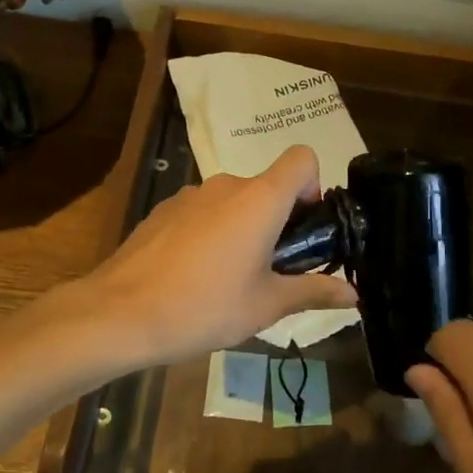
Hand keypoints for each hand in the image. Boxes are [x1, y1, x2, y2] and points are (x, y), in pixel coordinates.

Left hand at [85, 145, 357, 365]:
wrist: (118, 314)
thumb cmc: (204, 307)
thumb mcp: (266, 306)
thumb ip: (312, 292)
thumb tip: (354, 294)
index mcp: (260, 199)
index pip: (302, 158)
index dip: (313, 185)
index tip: (304, 228)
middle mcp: (226, 185)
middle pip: (267, 186)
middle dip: (278, 221)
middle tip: (271, 270)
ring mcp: (190, 195)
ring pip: (233, 202)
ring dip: (242, 229)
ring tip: (229, 279)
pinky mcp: (163, 210)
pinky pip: (203, 213)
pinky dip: (210, 233)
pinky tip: (193, 276)